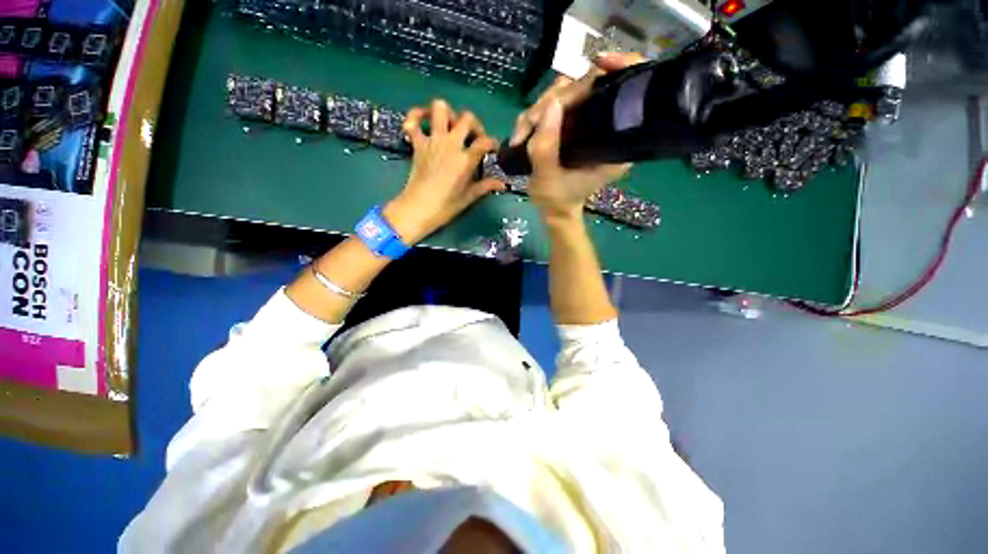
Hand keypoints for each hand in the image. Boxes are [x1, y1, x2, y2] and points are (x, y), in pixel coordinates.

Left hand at [384, 99, 504, 242]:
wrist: (418, 209)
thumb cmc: (446, 206)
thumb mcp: (469, 197)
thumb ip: (486, 186)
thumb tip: (503, 184)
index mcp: (465, 159)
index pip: (485, 141)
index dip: (492, 143)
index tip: (492, 150)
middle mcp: (450, 144)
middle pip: (467, 118)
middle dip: (475, 124)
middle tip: (474, 137)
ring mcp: (432, 141)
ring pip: (440, 108)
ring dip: (448, 113)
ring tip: (452, 127)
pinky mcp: (417, 144)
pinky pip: (412, 121)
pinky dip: (416, 116)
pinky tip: (425, 121)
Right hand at [510, 53, 645, 221]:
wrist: (555, 209)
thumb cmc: (556, 199)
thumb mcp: (547, 177)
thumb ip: (546, 145)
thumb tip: (550, 103)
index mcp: (615, 144)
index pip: (628, 91)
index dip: (621, 66)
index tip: (599, 62)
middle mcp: (608, 128)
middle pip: (590, 87)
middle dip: (555, 100)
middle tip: (529, 124)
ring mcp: (590, 124)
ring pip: (569, 93)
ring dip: (540, 109)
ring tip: (522, 133)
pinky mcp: (575, 125)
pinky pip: (558, 105)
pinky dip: (538, 114)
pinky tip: (525, 129)